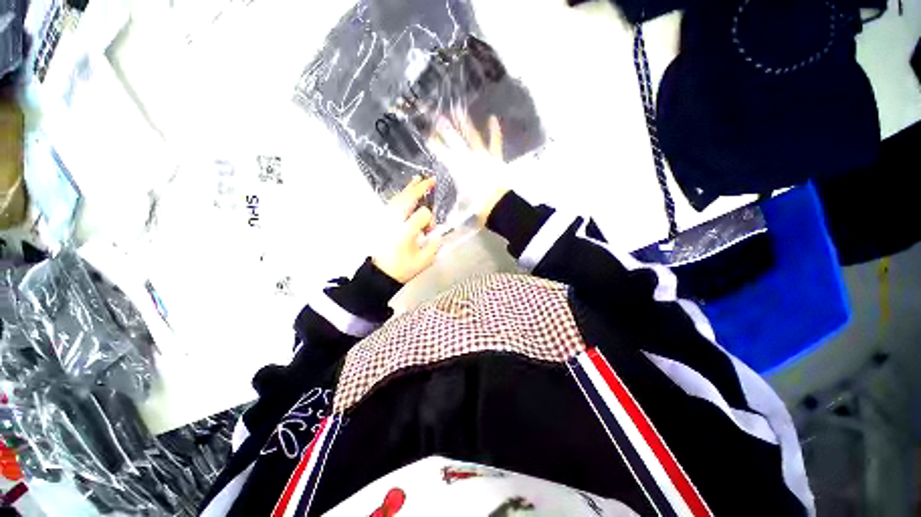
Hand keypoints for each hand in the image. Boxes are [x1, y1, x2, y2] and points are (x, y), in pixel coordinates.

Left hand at [372, 176, 443, 283]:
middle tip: (431, 179)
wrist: (381, 273)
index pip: (423, 214)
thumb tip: (437, 234)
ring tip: (418, 179)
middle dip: (421, 188)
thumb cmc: (403, 268)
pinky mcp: (384, 221)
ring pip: (399, 198)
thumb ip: (434, 246)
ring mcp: (388, 220)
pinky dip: (401, 195)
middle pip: (408, 199)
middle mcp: (396, 221)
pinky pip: (393, 203)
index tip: (429, 232)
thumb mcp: (423, 261)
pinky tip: (406, 191)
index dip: (430, 220)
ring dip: (409, 188)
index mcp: (406, 231)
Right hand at [428, 114, 508, 226]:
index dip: (436, 146)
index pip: (444, 155)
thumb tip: (440, 227)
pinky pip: (495, 143)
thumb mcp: (461, 211)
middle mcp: (468, 161)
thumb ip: (450, 215)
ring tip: (458, 110)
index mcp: (458, 172)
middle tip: (437, 118)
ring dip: (465, 124)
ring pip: (472, 137)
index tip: (428, 137)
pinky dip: (494, 132)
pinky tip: (493, 118)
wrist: (500, 207)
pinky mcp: (495, 159)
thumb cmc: (479, 208)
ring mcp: (483, 158)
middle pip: (455, 143)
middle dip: (446, 130)